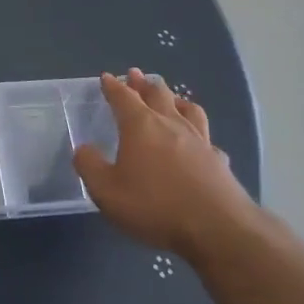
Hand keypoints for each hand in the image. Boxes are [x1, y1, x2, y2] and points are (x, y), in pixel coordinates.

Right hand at [73, 70, 255, 259]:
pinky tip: (199, 141)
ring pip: (188, 109)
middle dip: (144, 83)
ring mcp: (199, 141)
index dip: (113, 86)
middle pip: (158, 94)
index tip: (107, 77)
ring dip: (175, 99)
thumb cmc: (154, 205)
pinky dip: (199, 133)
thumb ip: (90, 166)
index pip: (123, 97)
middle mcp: (171, 125)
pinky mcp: (219, 161)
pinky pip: (207, 138)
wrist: (216, 229)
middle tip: (136, 74)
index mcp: (141, 126)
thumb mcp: (106, 191)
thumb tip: (83, 148)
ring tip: (171, 97)